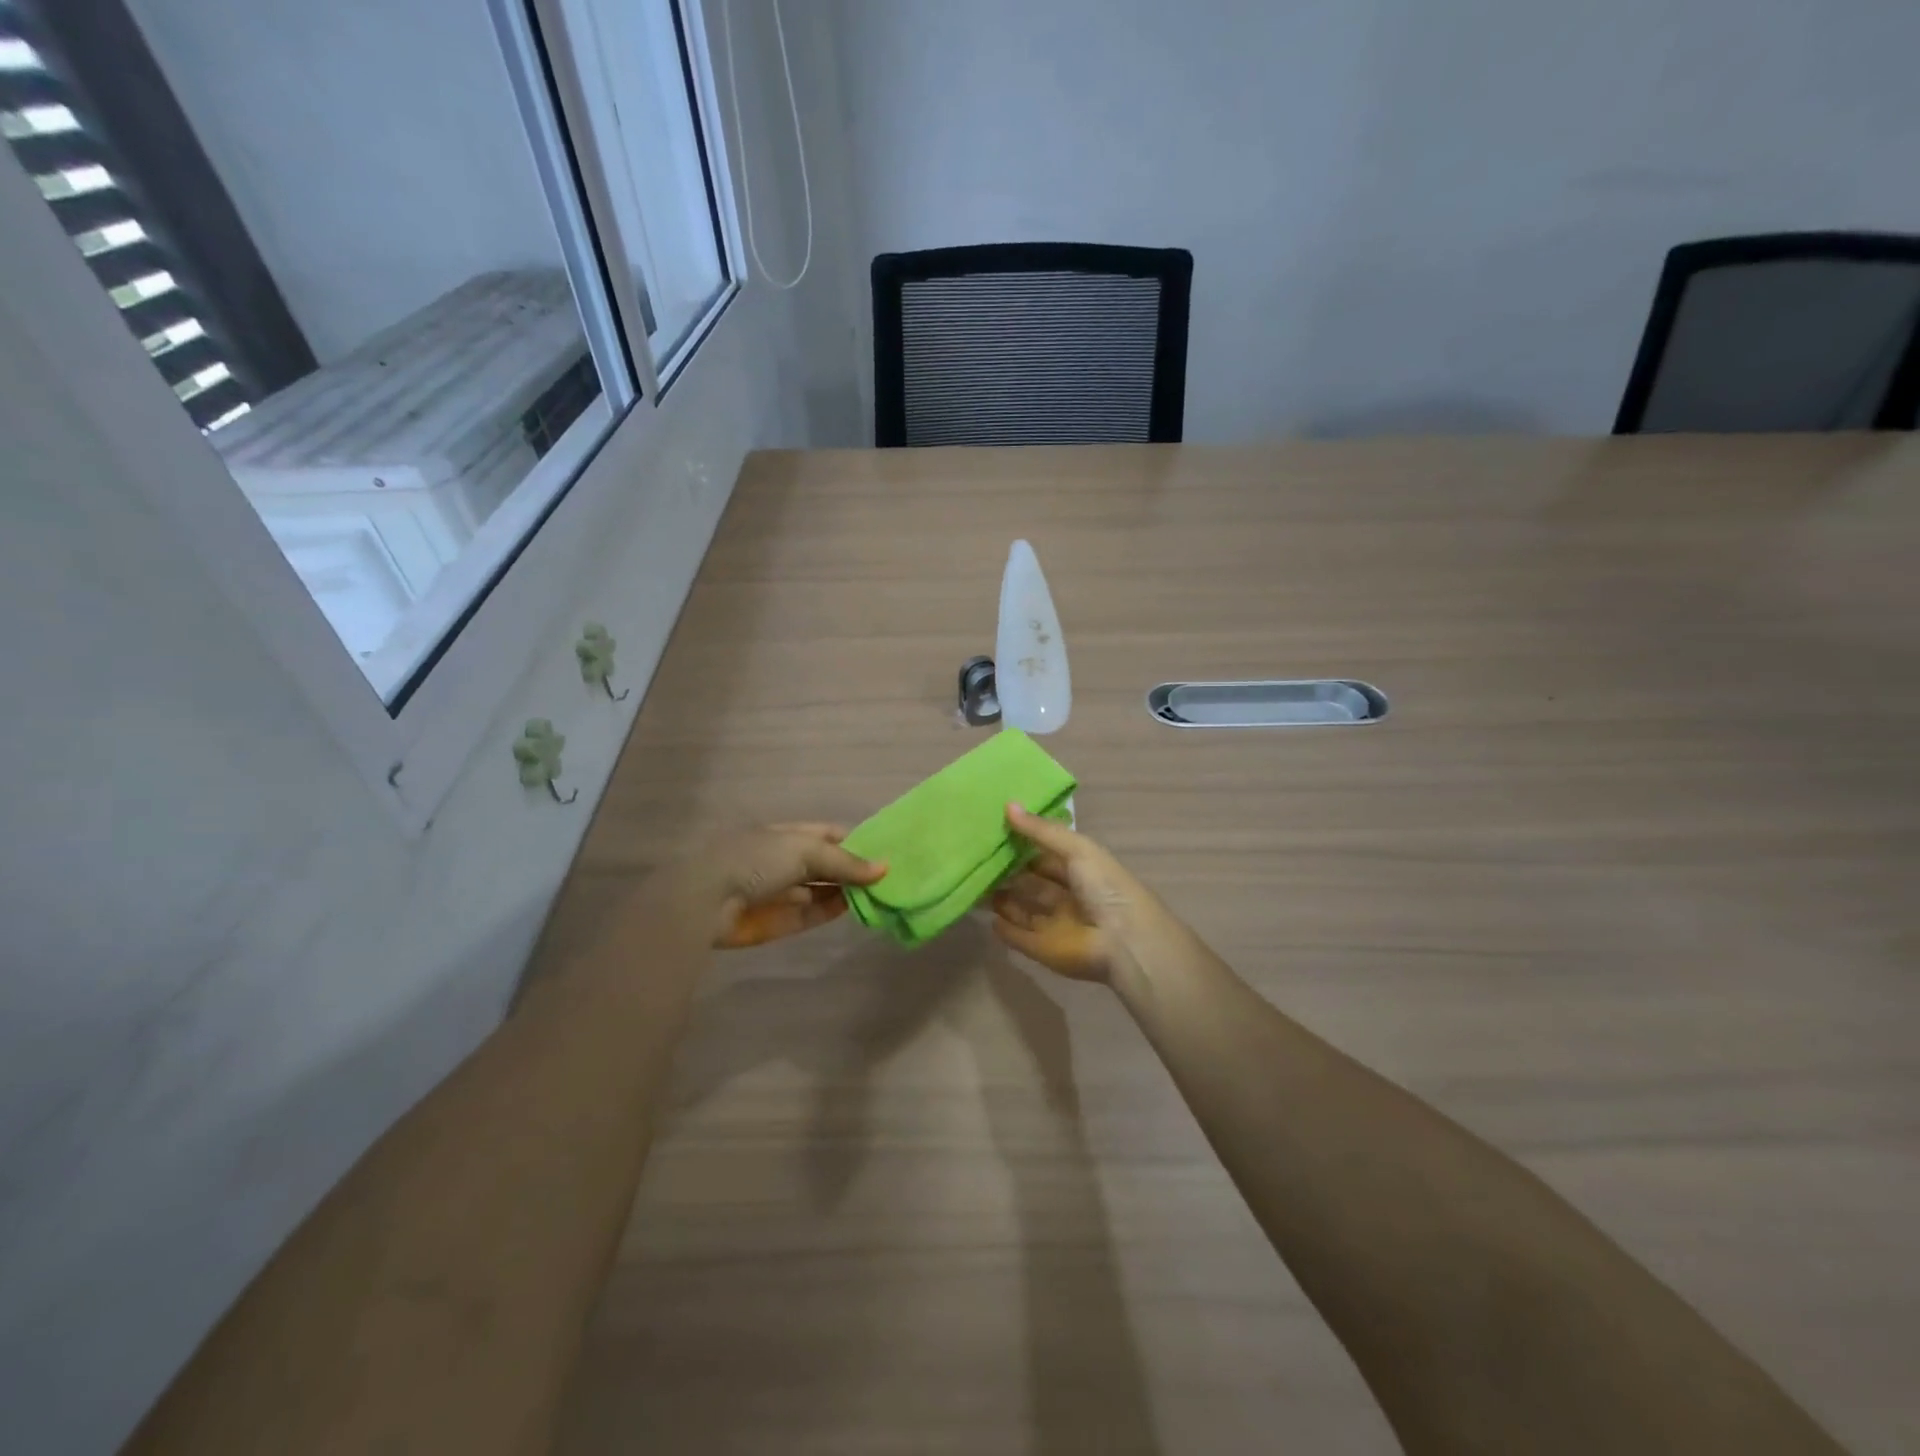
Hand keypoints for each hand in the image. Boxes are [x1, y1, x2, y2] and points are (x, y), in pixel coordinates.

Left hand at [693, 824, 885, 948]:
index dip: (857, 841)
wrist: (707, 900)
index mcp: (788, 835)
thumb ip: (845, 862)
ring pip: (822, 890)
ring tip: (882, 894)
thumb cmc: (756, 860)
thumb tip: (884, 869)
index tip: (886, 851)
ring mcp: (783, 892)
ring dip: (848, 891)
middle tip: (891, 877)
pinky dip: (833, 911)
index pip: (829, 835)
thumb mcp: (805, 850)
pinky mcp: (779, 921)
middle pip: (828, 864)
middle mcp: (786, 861)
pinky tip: (856, 908)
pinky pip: (812, 914)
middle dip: (855, 869)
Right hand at [990, 804, 1159, 983]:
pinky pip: (1019, 938)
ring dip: (1002, 899)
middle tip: (978, 859)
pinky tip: (988, 918)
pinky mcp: (1044, 950)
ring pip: (1023, 909)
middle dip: (1009, 873)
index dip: (1024, 845)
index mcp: (1082, 871)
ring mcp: (1056, 925)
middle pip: (1033, 883)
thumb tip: (1008, 805)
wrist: (1124, 942)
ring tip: (976, 885)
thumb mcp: (1077, 849)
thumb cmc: (1105, 887)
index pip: (1047, 856)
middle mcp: (1068, 897)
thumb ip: (1041, 830)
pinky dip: (1005, 930)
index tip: (995, 832)